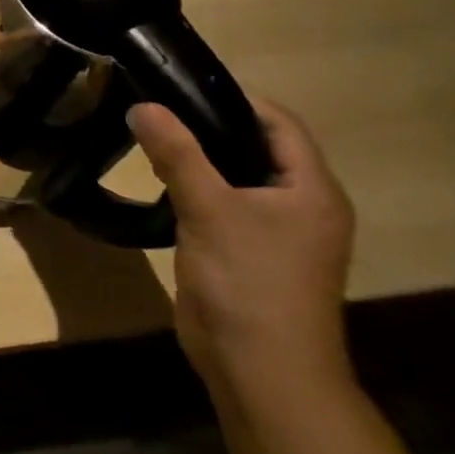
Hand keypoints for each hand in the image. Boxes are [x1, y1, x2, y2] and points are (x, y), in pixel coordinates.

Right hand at [128, 99, 354, 402]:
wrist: (261, 369)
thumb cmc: (249, 281)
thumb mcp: (209, 208)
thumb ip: (177, 153)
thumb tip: (143, 105)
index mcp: (311, 190)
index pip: (279, 123)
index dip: (235, 98)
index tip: (179, 84)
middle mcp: (302, 206)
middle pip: (257, 147)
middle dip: (209, 125)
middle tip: (155, 107)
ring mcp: (277, 233)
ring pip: (237, 177)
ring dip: (199, 158)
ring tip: (149, 137)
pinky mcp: (249, 253)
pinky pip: (223, 204)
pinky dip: (195, 187)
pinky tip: (159, 182)